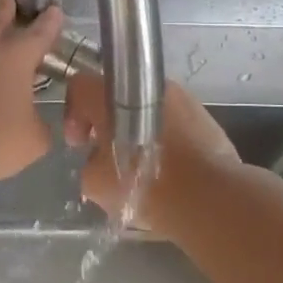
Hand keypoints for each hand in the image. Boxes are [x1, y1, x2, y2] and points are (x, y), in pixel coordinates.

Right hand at [64, 73, 238, 231]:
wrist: (209, 196)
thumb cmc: (144, 185)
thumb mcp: (97, 183)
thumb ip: (89, 163)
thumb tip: (99, 159)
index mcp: (113, 94)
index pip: (80, 86)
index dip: (73, 114)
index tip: (80, 143)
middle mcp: (146, 86)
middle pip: (117, 96)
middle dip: (108, 123)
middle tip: (108, 154)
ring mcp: (180, 97)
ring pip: (147, 108)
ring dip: (138, 130)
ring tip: (141, 164)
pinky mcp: (204, 115)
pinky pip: (173, 121)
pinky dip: (165, 138)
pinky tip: (167, 168)